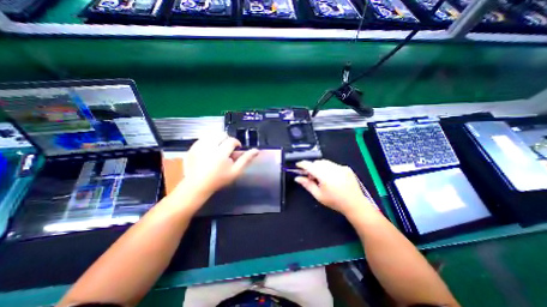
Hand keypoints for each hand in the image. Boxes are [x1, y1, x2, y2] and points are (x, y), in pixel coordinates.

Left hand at [179, 133, 258, 196]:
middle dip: (227, 140)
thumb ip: (246, 159)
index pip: (232, 140)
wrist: (197, 185)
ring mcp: (199, 146)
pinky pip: (203, 138)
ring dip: (218, 139)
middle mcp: (209, 147)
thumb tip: (256, 150)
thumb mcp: (236, 171)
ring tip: (218, 149)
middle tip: (227, 150)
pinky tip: (209, 150)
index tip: (236, 149)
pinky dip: (208, 141)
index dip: (236, 143)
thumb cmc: (219, 179)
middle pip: (222, 134)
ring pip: (212, 134)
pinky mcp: (192, 147)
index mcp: (221, 153)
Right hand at [298, 159, 374, 214]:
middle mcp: (332, 168)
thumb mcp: (318, 195)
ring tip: (321, 177)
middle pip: (317, 162)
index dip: (302, 164)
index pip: (310, 165)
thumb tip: (297, 178)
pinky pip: (333, 164)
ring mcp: (340, 167)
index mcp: (324, 175)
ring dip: (319, 167)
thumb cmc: (334, 201)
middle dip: (311, 167)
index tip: (298, 166)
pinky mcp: (346, 168)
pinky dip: (328, 168)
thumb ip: (307, 184)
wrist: (355, 204)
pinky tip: (331, 177)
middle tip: (311, 177)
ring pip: (325, 162)